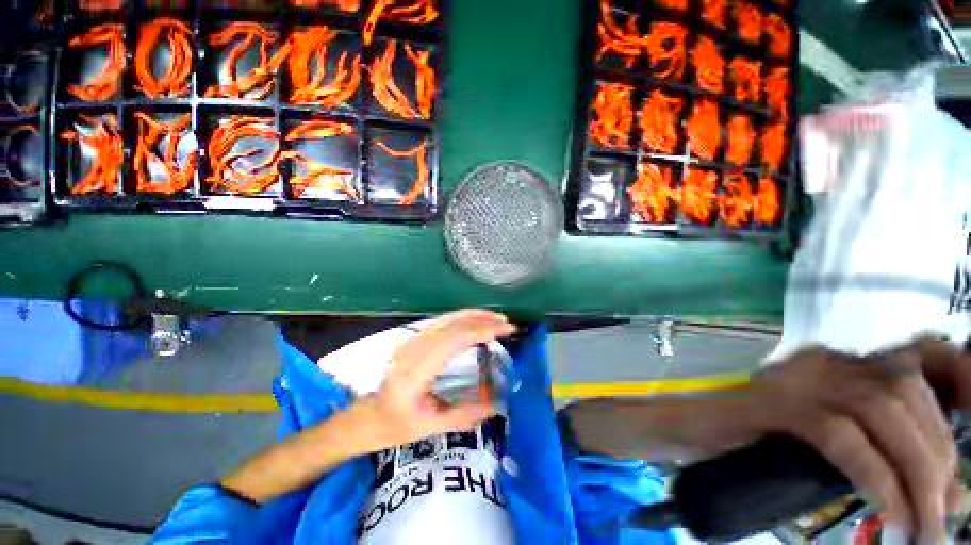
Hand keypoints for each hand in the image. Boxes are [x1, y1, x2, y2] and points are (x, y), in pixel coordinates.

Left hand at [355, 309, 513, 451]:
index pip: (451, 342)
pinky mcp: (414, 339)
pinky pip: (441, 322)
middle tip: (506, 323)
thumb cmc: (396, 425)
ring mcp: (411, 341)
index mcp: (414, 372)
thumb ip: (465, 415)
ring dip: (473, 315)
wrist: (369, 416)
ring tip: (496, 318)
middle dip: (481, 320)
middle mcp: (412, 350)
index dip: (479, 332)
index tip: (503, 330)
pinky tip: (475, 319)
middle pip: (451, 326)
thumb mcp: (430, 427)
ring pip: (446, 320)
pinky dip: (462, 318)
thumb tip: (499, 405)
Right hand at [742, 341, 960, 542]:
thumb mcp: (835, 450)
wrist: (692, 427)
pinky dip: (874, 475)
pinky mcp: (772, 403)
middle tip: (940, 515)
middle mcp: (825, 362)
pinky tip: (886, 513)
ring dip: (915, 470)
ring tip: (921, 524)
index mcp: (843, 366)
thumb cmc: (761, 441)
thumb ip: (887, 460)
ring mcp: (797, 379)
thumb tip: (952, 492)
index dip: (964, 377)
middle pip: (906, 389)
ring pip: (880, 407)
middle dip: (938, 454)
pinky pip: (840, 434)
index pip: (920, 356)